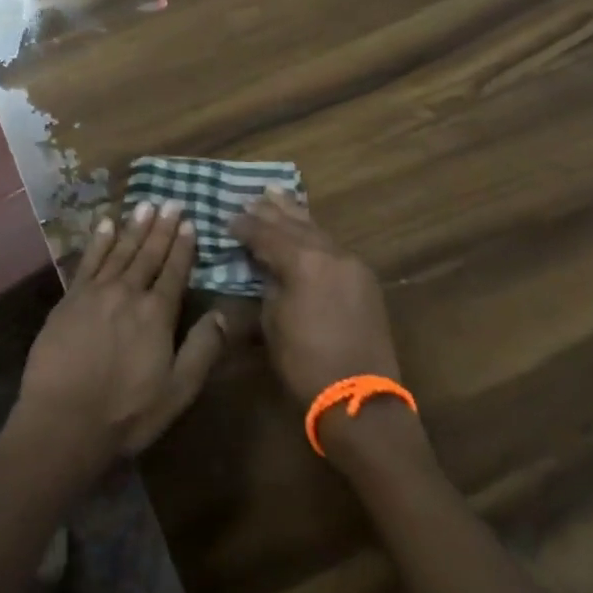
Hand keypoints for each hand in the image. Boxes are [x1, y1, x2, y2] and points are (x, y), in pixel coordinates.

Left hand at [12, 201, 229, 469]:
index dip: (183, 246)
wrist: (64, 420)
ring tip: (145, 204)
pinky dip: (99, 240)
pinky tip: (106, 224)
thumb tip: (223, 314)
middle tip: (170, 201)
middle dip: (161, 227)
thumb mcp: (177, 391)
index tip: (189, 222)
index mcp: (157, 314)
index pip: (174, 272)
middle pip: (148, 254)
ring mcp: (96, 292)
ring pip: (120, 251)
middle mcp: (128, 293)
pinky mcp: (70, 298)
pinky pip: (88, 260)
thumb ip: (202, 350)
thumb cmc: (126, 413)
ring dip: (134, 227)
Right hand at [229, 190, 399, 402]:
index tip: (228, 219)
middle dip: (270, 211)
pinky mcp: (364, 279)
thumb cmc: (305, 363)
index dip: (245, 226)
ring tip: (276, 194)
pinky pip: (332, 245)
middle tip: (250, 198)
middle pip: (293, 224)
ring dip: (294, 214)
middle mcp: (329, 253)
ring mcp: (351, 264)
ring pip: (317, 229)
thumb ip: (268, 285)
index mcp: (303, 261)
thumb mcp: (272, 322)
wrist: (360, 399)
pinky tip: (305, 227)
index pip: (266, 234)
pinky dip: (314, 233)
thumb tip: (266, 268)